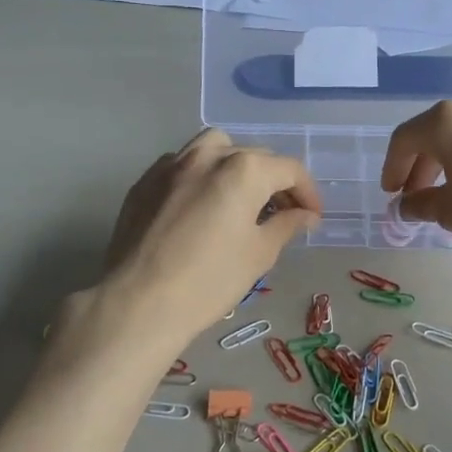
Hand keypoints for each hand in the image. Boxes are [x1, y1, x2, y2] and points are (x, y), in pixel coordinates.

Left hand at [100, 129, 320, 344]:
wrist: (139, 302)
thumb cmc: (209, 280)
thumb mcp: (259, 254)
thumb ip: (286, 225)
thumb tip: (305, 215)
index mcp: (243, 170)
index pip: (289, 170)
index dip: (308, 193)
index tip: (312, 217)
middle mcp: (208, 155)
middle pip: (253, 156)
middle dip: (274, 181)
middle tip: (282, 214)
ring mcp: (171, 165)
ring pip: (214, 149)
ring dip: (235, 166)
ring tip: (240, 199)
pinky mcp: (145, 181)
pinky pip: (182, 165)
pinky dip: (201, 176)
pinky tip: (201, 206)